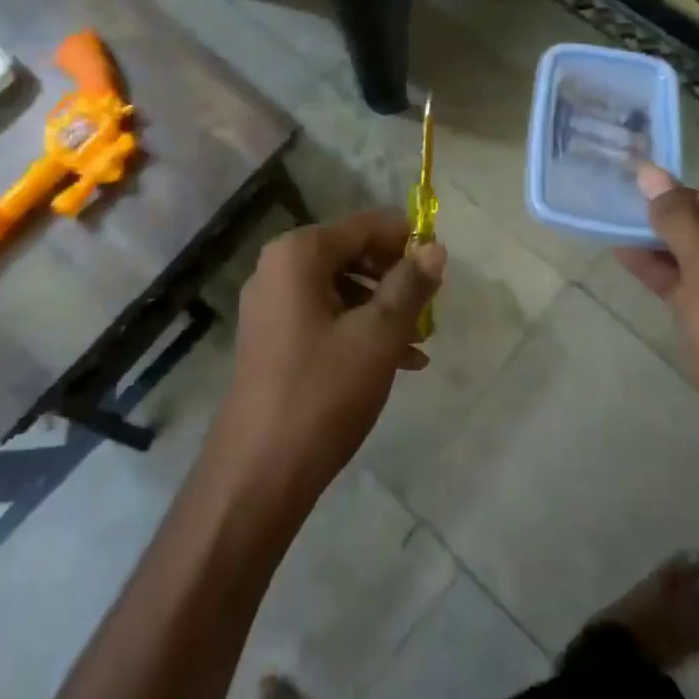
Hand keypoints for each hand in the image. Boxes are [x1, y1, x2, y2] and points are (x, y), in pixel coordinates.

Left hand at [212, 210, 446, 512]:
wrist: (258, 473)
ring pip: (340, 289)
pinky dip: (358, 330)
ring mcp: (270, 305)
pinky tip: (396, 362)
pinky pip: (323, 316)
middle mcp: (277, 268)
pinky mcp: (271, 339)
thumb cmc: (323, 392)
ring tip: (420, 343)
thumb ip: (410, 285)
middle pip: (351, 254)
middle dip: (395, 278)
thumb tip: (435, 248)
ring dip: (382, 309)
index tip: (440, 264)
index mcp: (298, 254)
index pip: (364, 226)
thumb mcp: (378, 335)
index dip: (406, 239)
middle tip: (431, 307)